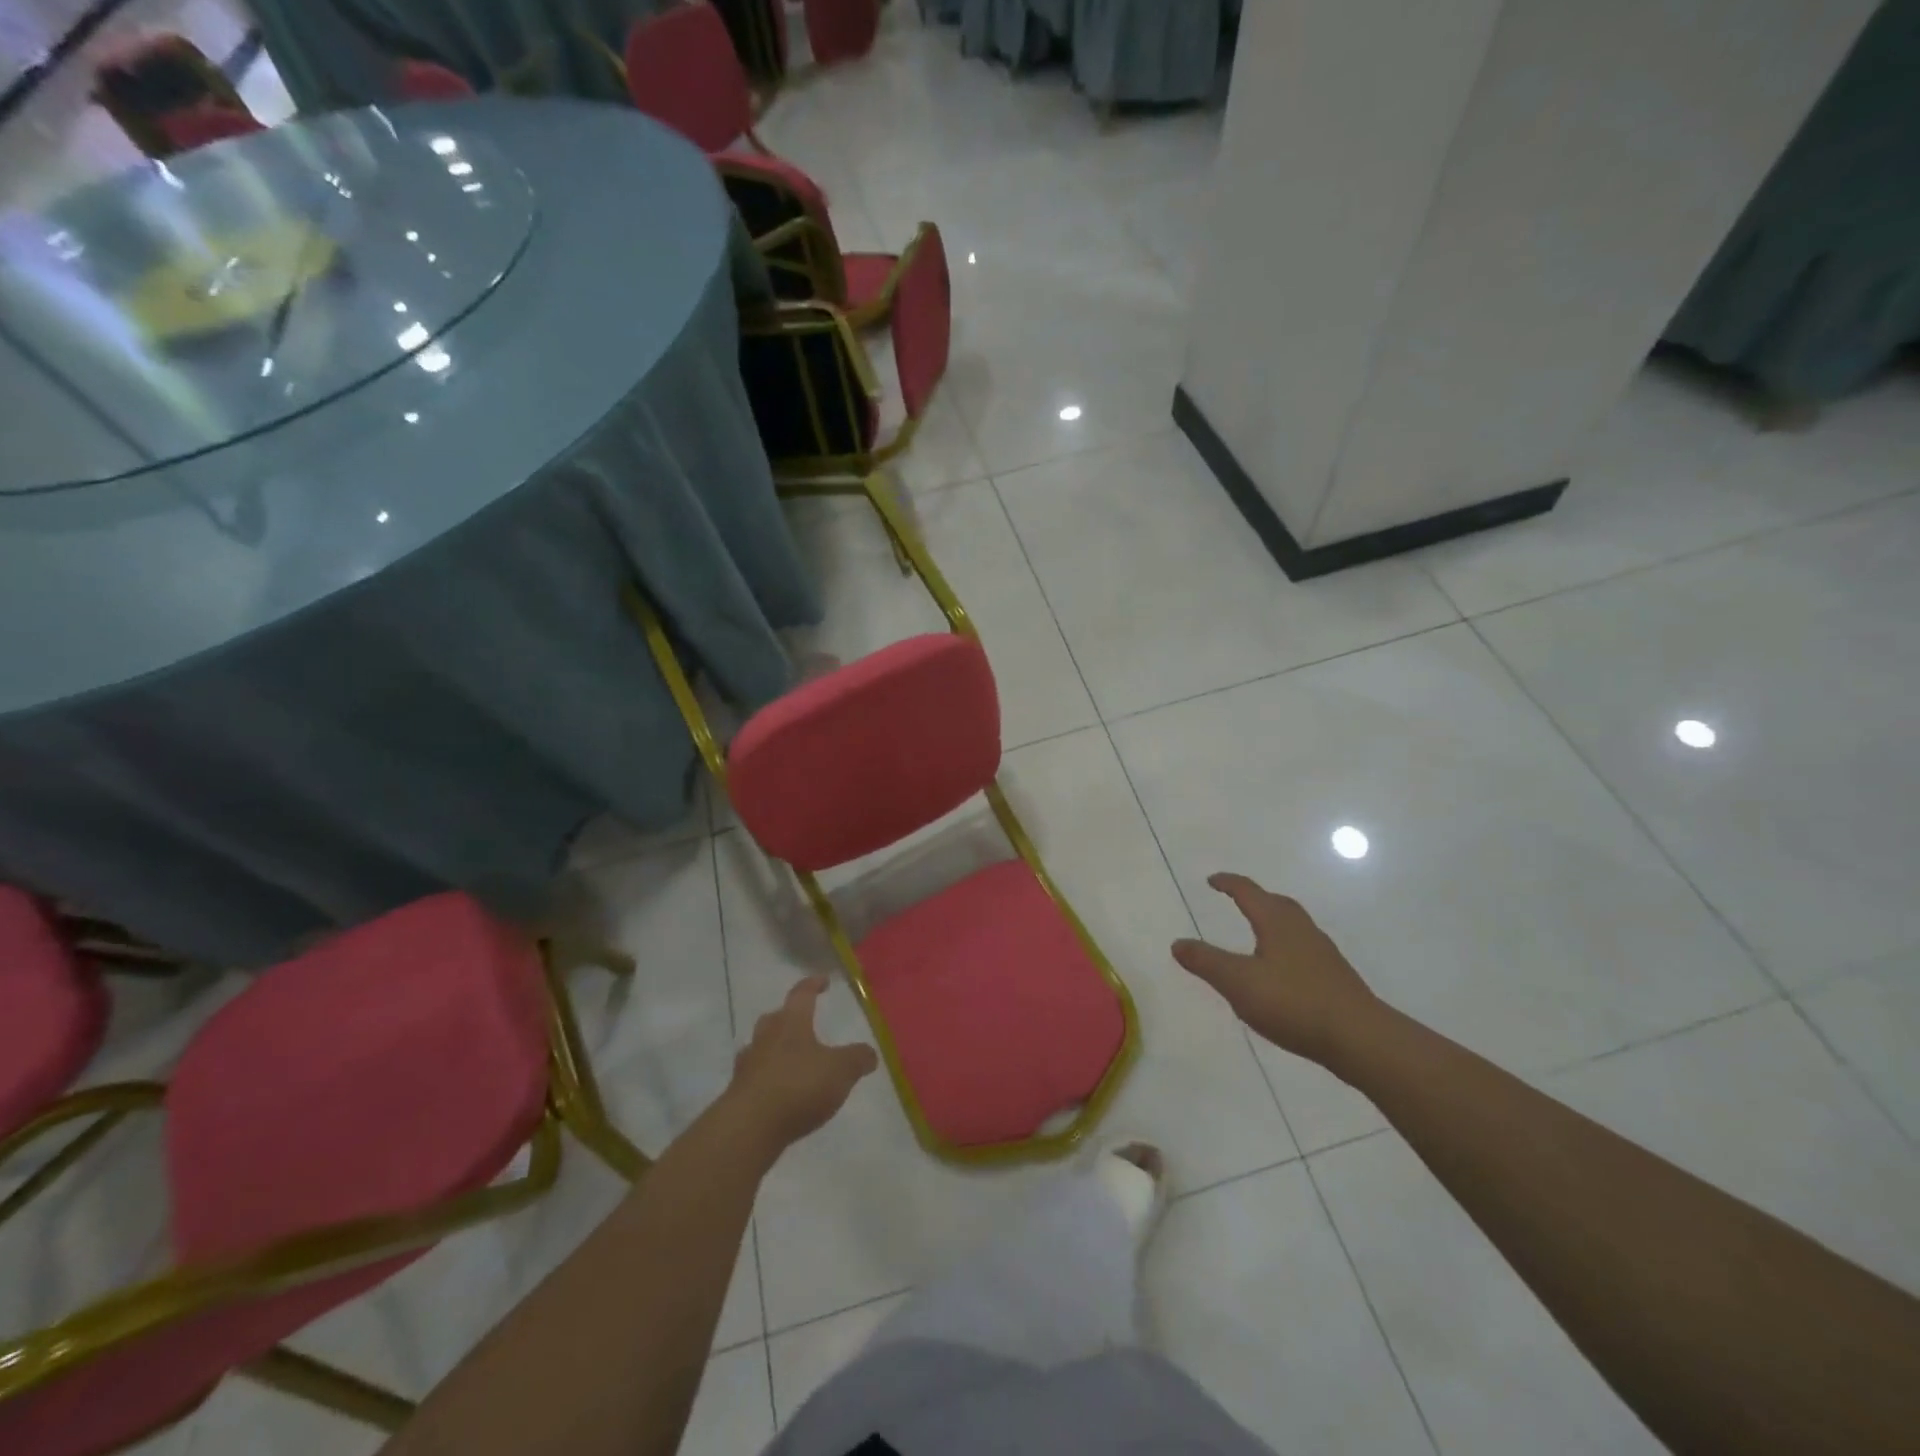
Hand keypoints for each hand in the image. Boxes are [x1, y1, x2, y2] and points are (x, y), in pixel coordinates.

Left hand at [726, 976, 878, 1154]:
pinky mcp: (738, 1094)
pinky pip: (755, 1077)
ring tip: (791, 1059)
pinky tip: (779, 1091)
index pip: (801, 994)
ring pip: (761, 1046)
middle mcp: (766, 1037)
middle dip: (788, 1016)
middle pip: (775, 1018)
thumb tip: (870, 1053)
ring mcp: (748, 1065)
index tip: (823, 981)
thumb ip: (857, 1059)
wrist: (748, 1128)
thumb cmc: (798, 1086)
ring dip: (774, 1048)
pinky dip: (767, 1078)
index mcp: (791, 1023)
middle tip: (802, 1022)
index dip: (813, 984)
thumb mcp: (840, 1071)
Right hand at [1172, 873, 1381, 1065]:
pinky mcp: (1334, 977)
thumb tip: (1177, 942)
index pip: (1248, 892)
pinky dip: (1285, 946)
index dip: (1228, 884)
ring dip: (1272, 921)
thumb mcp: (1238, 982)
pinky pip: (1302, 948)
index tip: (1213, 880)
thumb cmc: (1293, 1002)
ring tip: (1256, 932)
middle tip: (1236, 899)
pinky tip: (1281, 970)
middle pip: (1276, 903)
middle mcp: (1301, 929)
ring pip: (1293, 925)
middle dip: (1254, 898)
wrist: (1360, 1038)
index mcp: (1276, 922)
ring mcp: (1322, 953)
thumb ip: (1206, 961)